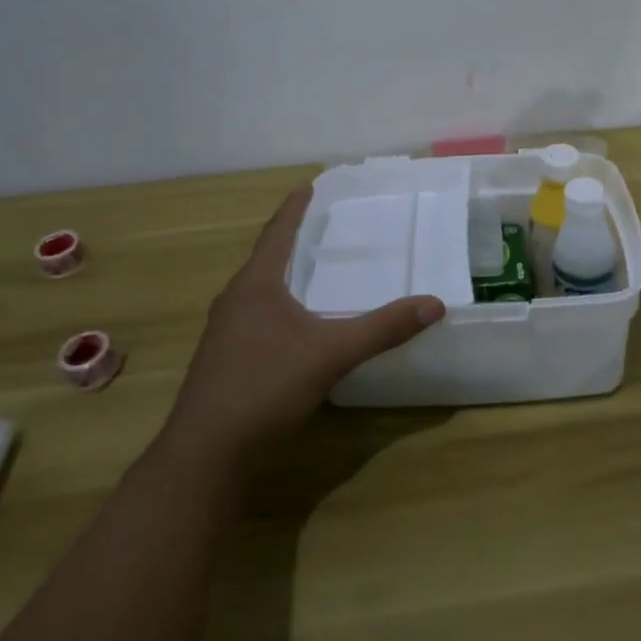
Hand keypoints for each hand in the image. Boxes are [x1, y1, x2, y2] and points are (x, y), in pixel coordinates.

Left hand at [163, 186, 445, 468]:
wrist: (206, 455)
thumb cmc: (264, 388)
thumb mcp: (330, 354)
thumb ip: (382, 329)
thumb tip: (434, 303)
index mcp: (255, 286)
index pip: (277, 233)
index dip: (294, 209)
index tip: (308, 185)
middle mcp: (234, 302)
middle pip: (266, 260)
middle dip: (292, 241)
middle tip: (323, 228)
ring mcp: (224, 334)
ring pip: (259, 293)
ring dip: (285, 278)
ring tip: (313, 272)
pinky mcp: (225, 362)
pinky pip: (257, 320)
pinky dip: (280, 309)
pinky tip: (297, 328)